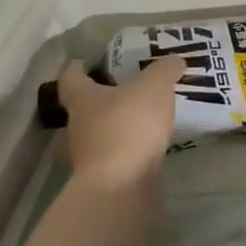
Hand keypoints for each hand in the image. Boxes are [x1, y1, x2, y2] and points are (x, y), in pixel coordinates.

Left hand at [56, 56, 183, 191]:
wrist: (122, 184)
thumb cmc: (129, 125)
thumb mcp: (154, 86)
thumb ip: (164, 70)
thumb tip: (174, 60)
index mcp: (83, 99)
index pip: (71, 78)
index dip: (76, 68)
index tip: (83, 62)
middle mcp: (79, 126)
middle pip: (84, 107)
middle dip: (101, 97)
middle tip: (125, 87)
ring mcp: (89, 155)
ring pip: (99, 132)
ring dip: (116, 124)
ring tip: (144, 116)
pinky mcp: (105, 176)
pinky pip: (116, 154)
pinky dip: (129, 147)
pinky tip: (149, 143)